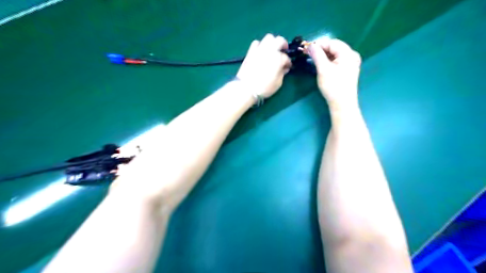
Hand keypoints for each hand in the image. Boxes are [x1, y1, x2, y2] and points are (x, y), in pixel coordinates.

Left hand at [237, 33, 289, 98]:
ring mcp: (259, 50)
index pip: (286, 58)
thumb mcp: (278, 83)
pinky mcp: (251, 52)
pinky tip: (262, 51)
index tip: (287, 67)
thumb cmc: (264, 88)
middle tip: (284, 51)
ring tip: (273, 49)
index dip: (288, 63)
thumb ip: (282, 73)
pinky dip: (261, 45)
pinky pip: (256, 43)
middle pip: (279, 40)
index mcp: (278, 58)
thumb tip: (284, 68)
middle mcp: (269, 51)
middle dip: (283, 45)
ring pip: (269, 37)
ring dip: (273, 42)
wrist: (246, 88)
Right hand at [307, 37, 360, 111]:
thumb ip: (317, 55)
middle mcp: (352, 56)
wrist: (342, 104)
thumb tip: (310, 45)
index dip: (319, 44)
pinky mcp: (347, 71)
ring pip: (335, 55)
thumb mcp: (323, 69)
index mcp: (348, 53)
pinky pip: (336, 61)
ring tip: (313, 60)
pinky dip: (328, 62)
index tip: (307, 48)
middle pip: (334, 48)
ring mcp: (351, 64)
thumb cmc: (333, 86)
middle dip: (321, 50)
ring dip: (324, 56)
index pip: (332, 43)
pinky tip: (321, 65)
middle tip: (308, 54)